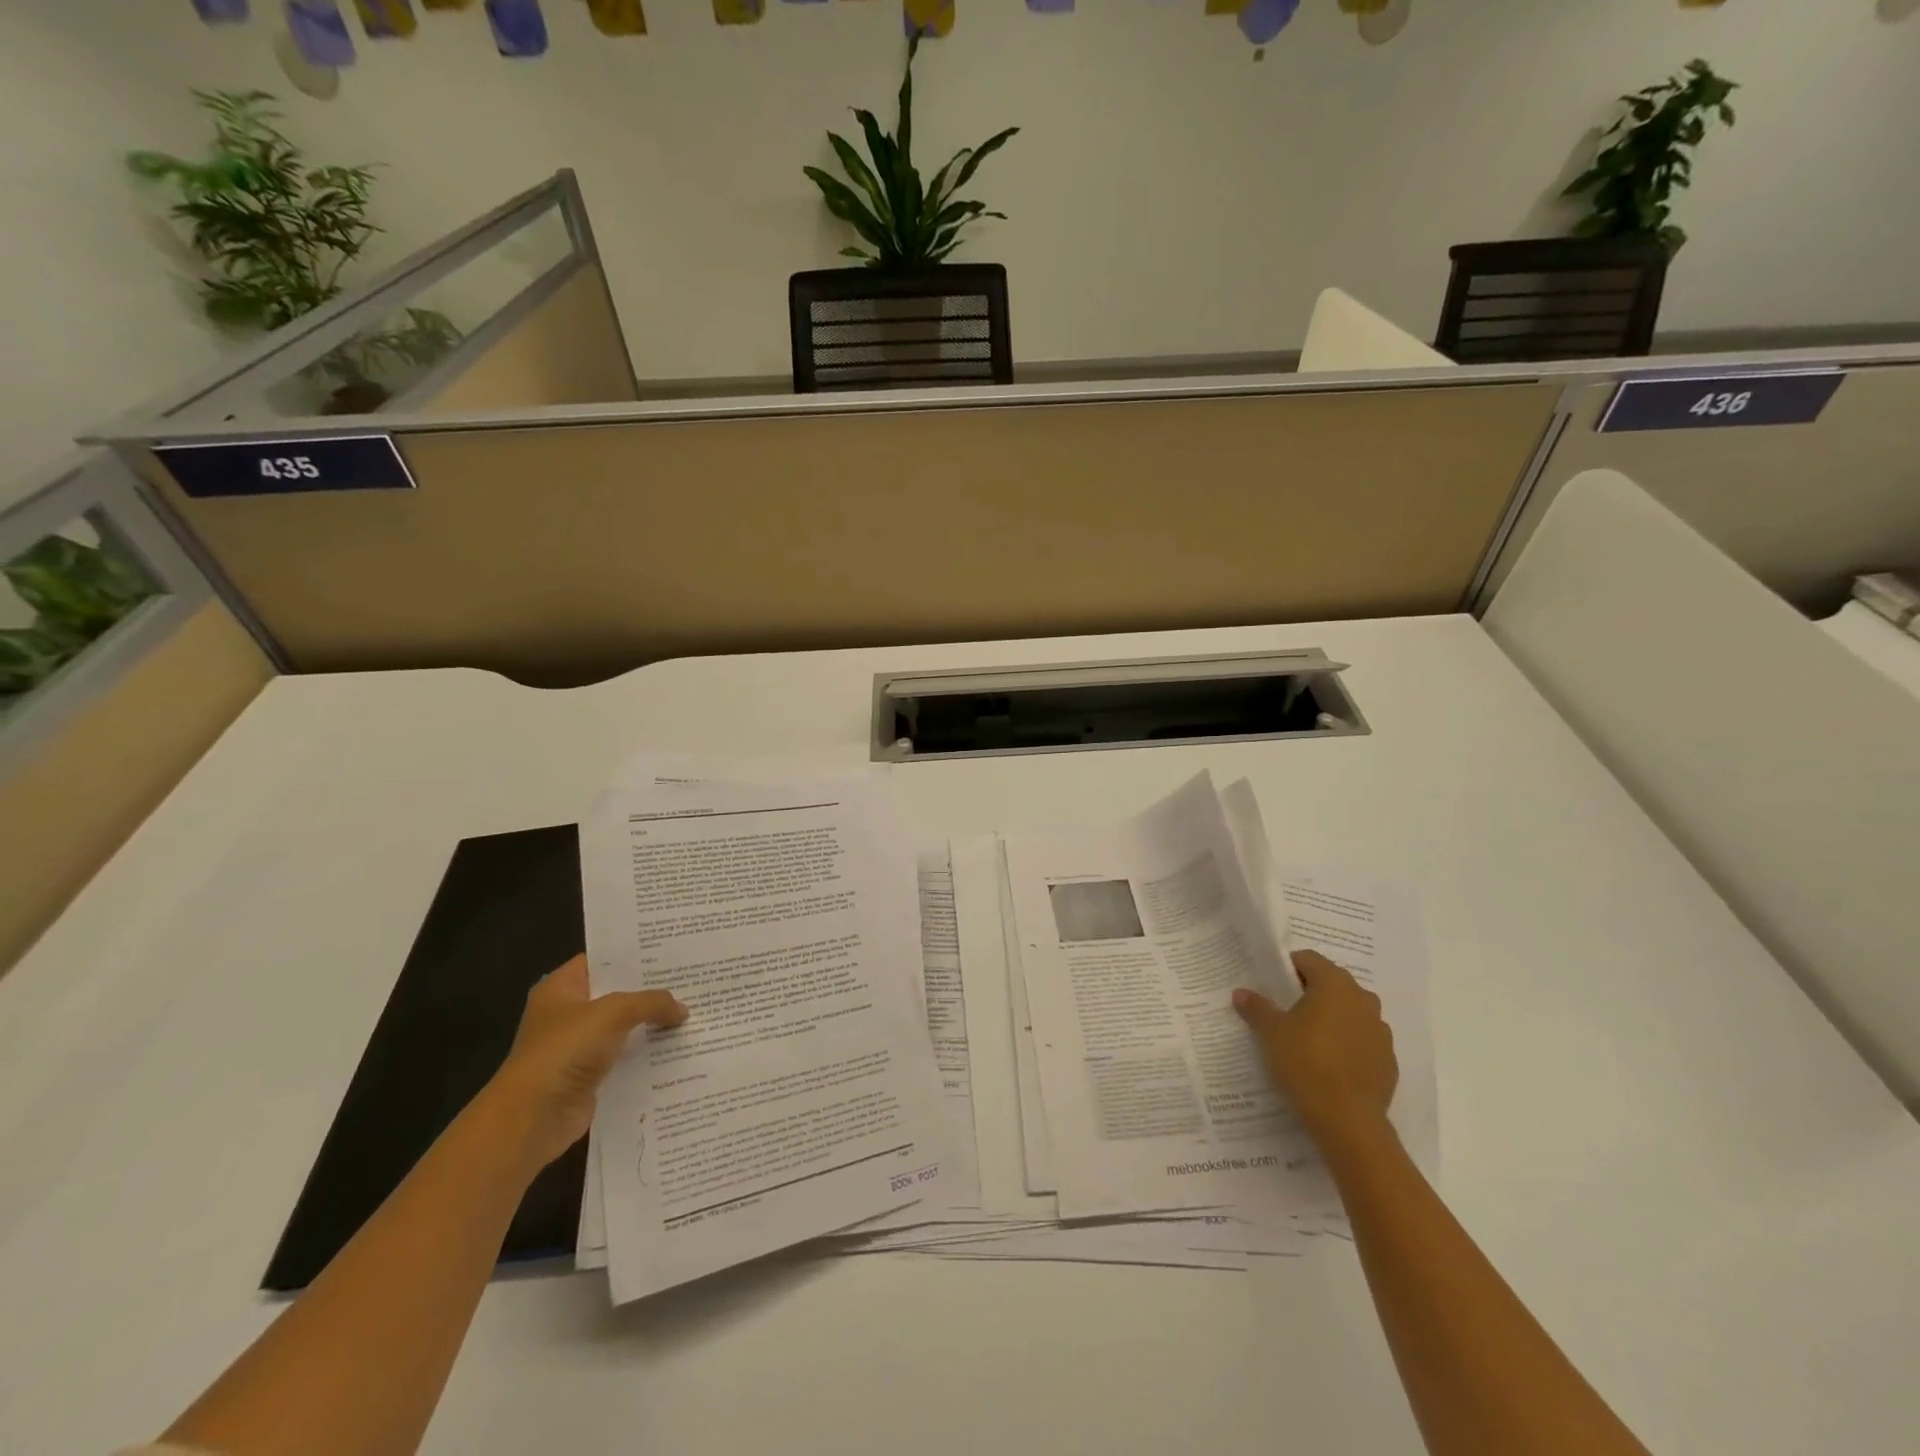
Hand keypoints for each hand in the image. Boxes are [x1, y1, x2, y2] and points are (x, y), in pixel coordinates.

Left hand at [484, 954, 685, 1173]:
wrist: (533, 1117)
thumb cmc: (565, 1050)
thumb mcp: (613, 1013)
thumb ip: (651, 1002)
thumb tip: (682, 1010)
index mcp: (561, 988)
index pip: (602, 959)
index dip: (634, 953)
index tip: (670, 949)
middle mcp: (568, 1013)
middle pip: (617, 992)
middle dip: (651, 988)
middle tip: (690, 976)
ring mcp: (578, 1045)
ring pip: (624, 1025)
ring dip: (652, 1022)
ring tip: (692, 1009)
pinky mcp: (590, 1075)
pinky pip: (626, 1055)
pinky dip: (647, 1052)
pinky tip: (679, 1045)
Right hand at [1234, 950, 1396, 1147]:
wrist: (1348, 1120)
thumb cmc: (1306, 1062)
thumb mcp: (1271, 1032)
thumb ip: (1257, 1007)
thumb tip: (1241, 993)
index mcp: (1335, 985)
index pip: (1309, 959)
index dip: (1288, 968)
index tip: (1272, 985)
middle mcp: (1363, 1000)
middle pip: (1332, 983)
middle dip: (1310, 991)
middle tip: (1286, 1010)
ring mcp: (1380, 1031)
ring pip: (1350, 1012)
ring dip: (1332, 1017)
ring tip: (1308, 1038)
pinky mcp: (1388, 1060)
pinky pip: (1363, 1040)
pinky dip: (1347, 1043)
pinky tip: (1329, 1063)